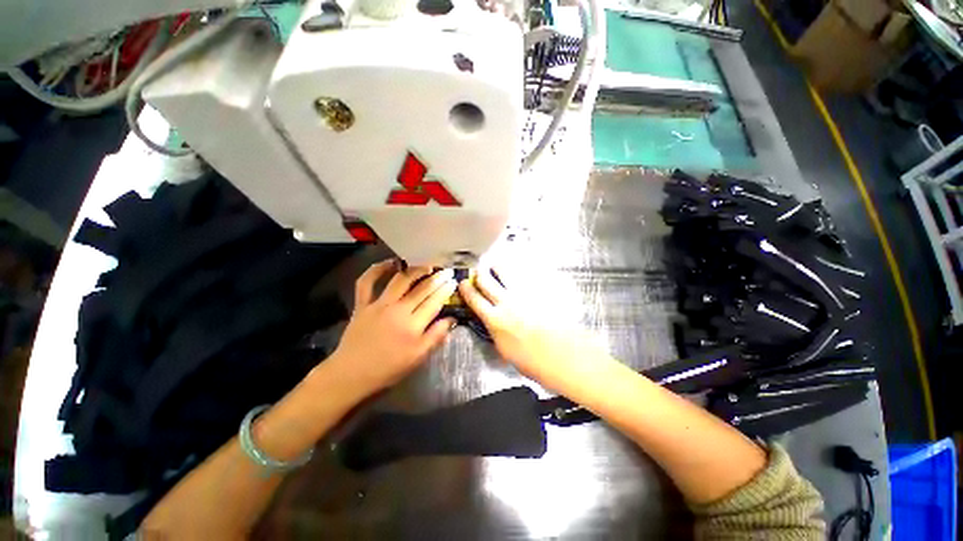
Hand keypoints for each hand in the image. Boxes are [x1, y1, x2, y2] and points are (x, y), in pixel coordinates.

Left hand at [330, 260, 456, 394]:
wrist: (351, 374)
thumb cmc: (388, 368)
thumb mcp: (418, 358)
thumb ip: (436, 336)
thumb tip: (452, 319)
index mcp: (413, 326)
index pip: (434, 302)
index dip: (446, 290)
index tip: (454, 281)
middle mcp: (398, 310)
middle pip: (421, 289)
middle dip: (437, 278)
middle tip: (446, 270)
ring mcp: (378, 304)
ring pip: (400, 280)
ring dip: (415, 270)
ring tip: (426, 265)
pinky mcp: (362, 304)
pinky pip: (367, 282)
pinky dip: (376, 269)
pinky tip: (390, 263)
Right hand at [458, 269, 600, 388]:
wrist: (565, 356)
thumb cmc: (534, 361)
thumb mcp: (505, 351)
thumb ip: (495, 331)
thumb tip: (491, 321)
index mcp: (495, 319)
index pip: (474, 299)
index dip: (466, 289)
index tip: (463, 283)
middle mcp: (506, 302)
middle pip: (486, 279)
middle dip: (479, 273)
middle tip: (478, 272)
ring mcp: (523, 293)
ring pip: (504, 271)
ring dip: (496, 268)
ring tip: (495, 267)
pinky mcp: (538, 290)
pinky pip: (523, 274)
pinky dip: (515, 271)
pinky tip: (516, 272)